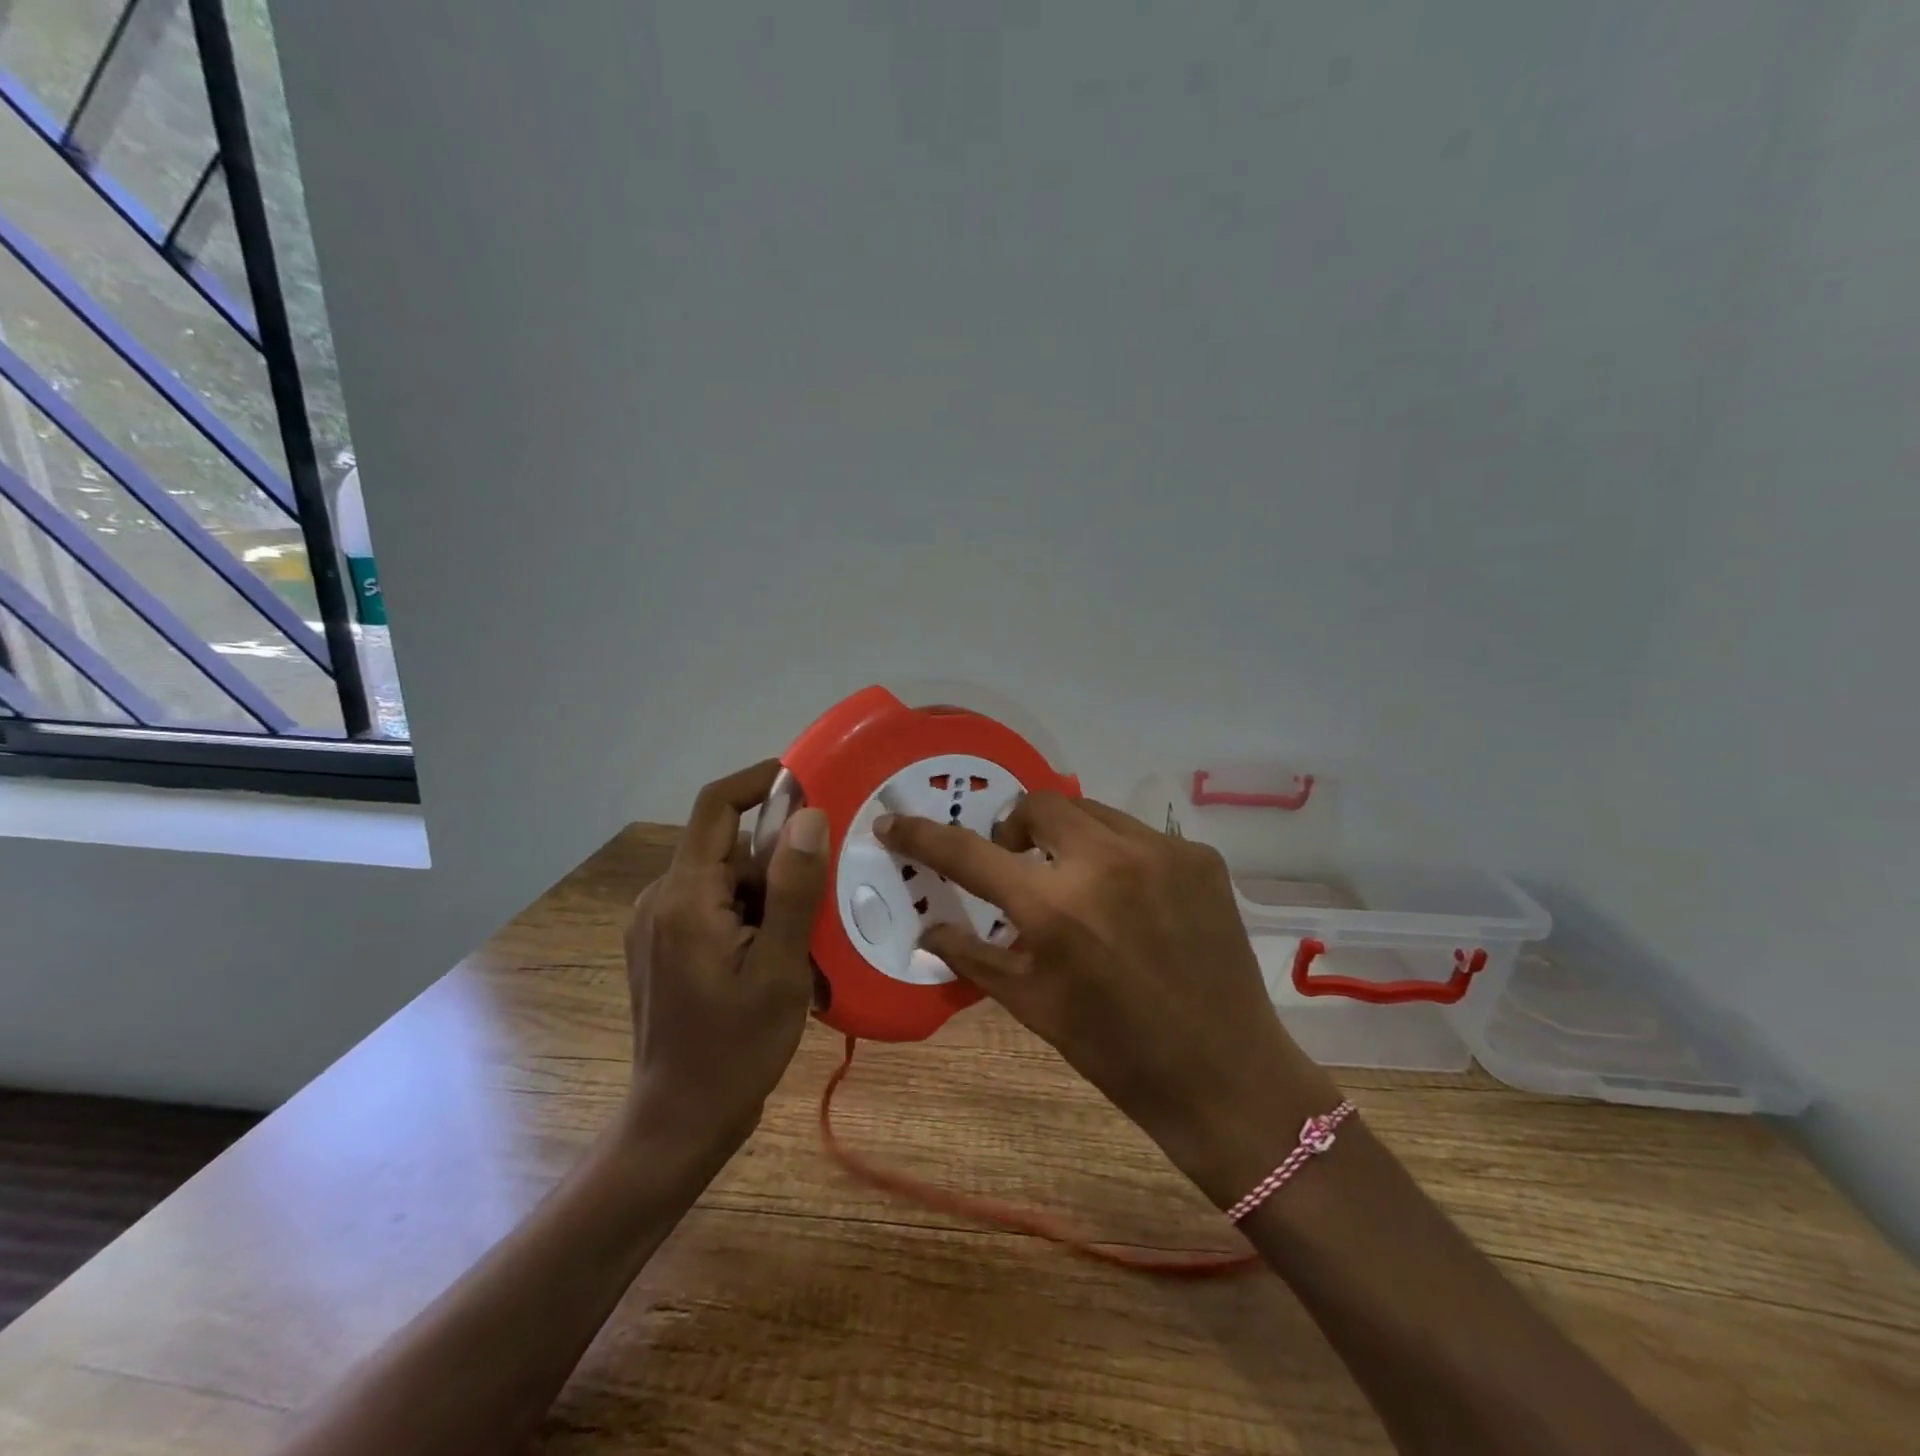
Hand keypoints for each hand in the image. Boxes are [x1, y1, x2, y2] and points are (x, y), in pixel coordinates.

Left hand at [623, 760, 829, 1161]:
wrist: (679, 1121)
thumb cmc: (735, 1049)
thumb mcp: (780, 969)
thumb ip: (793, 889)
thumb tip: (808, 815)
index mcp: (685, 896)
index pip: (717, 805)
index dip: (761, 779)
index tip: (812, 782)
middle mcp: (661, 898)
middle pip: (727, 844)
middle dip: (780, 854)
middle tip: (830, 880)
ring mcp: (657, 923)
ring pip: (726, 877)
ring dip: (770, 889)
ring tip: (811, 929)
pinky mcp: (663, 945)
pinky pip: (715, 905)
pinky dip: (752, 912)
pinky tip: (781, 951)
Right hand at [875, 792, 1342, 1206]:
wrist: (1224, 1074)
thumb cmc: (1116, 1051)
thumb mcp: (1032, 1006)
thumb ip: (973, 957)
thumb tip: (927, 932)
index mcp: (1054, 907)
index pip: (968, 854)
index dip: (922, 835)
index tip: (894, 820)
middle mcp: (1105, 861)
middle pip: (1037, 804)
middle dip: (1014, 827)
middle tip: (1015, 863)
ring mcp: (1160, 851)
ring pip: (1090, 811)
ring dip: (1066, 836)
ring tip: (1074, 880)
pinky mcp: (1199, 856)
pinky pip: (1138, 835)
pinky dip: (1117, 855)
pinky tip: (1130, 899)